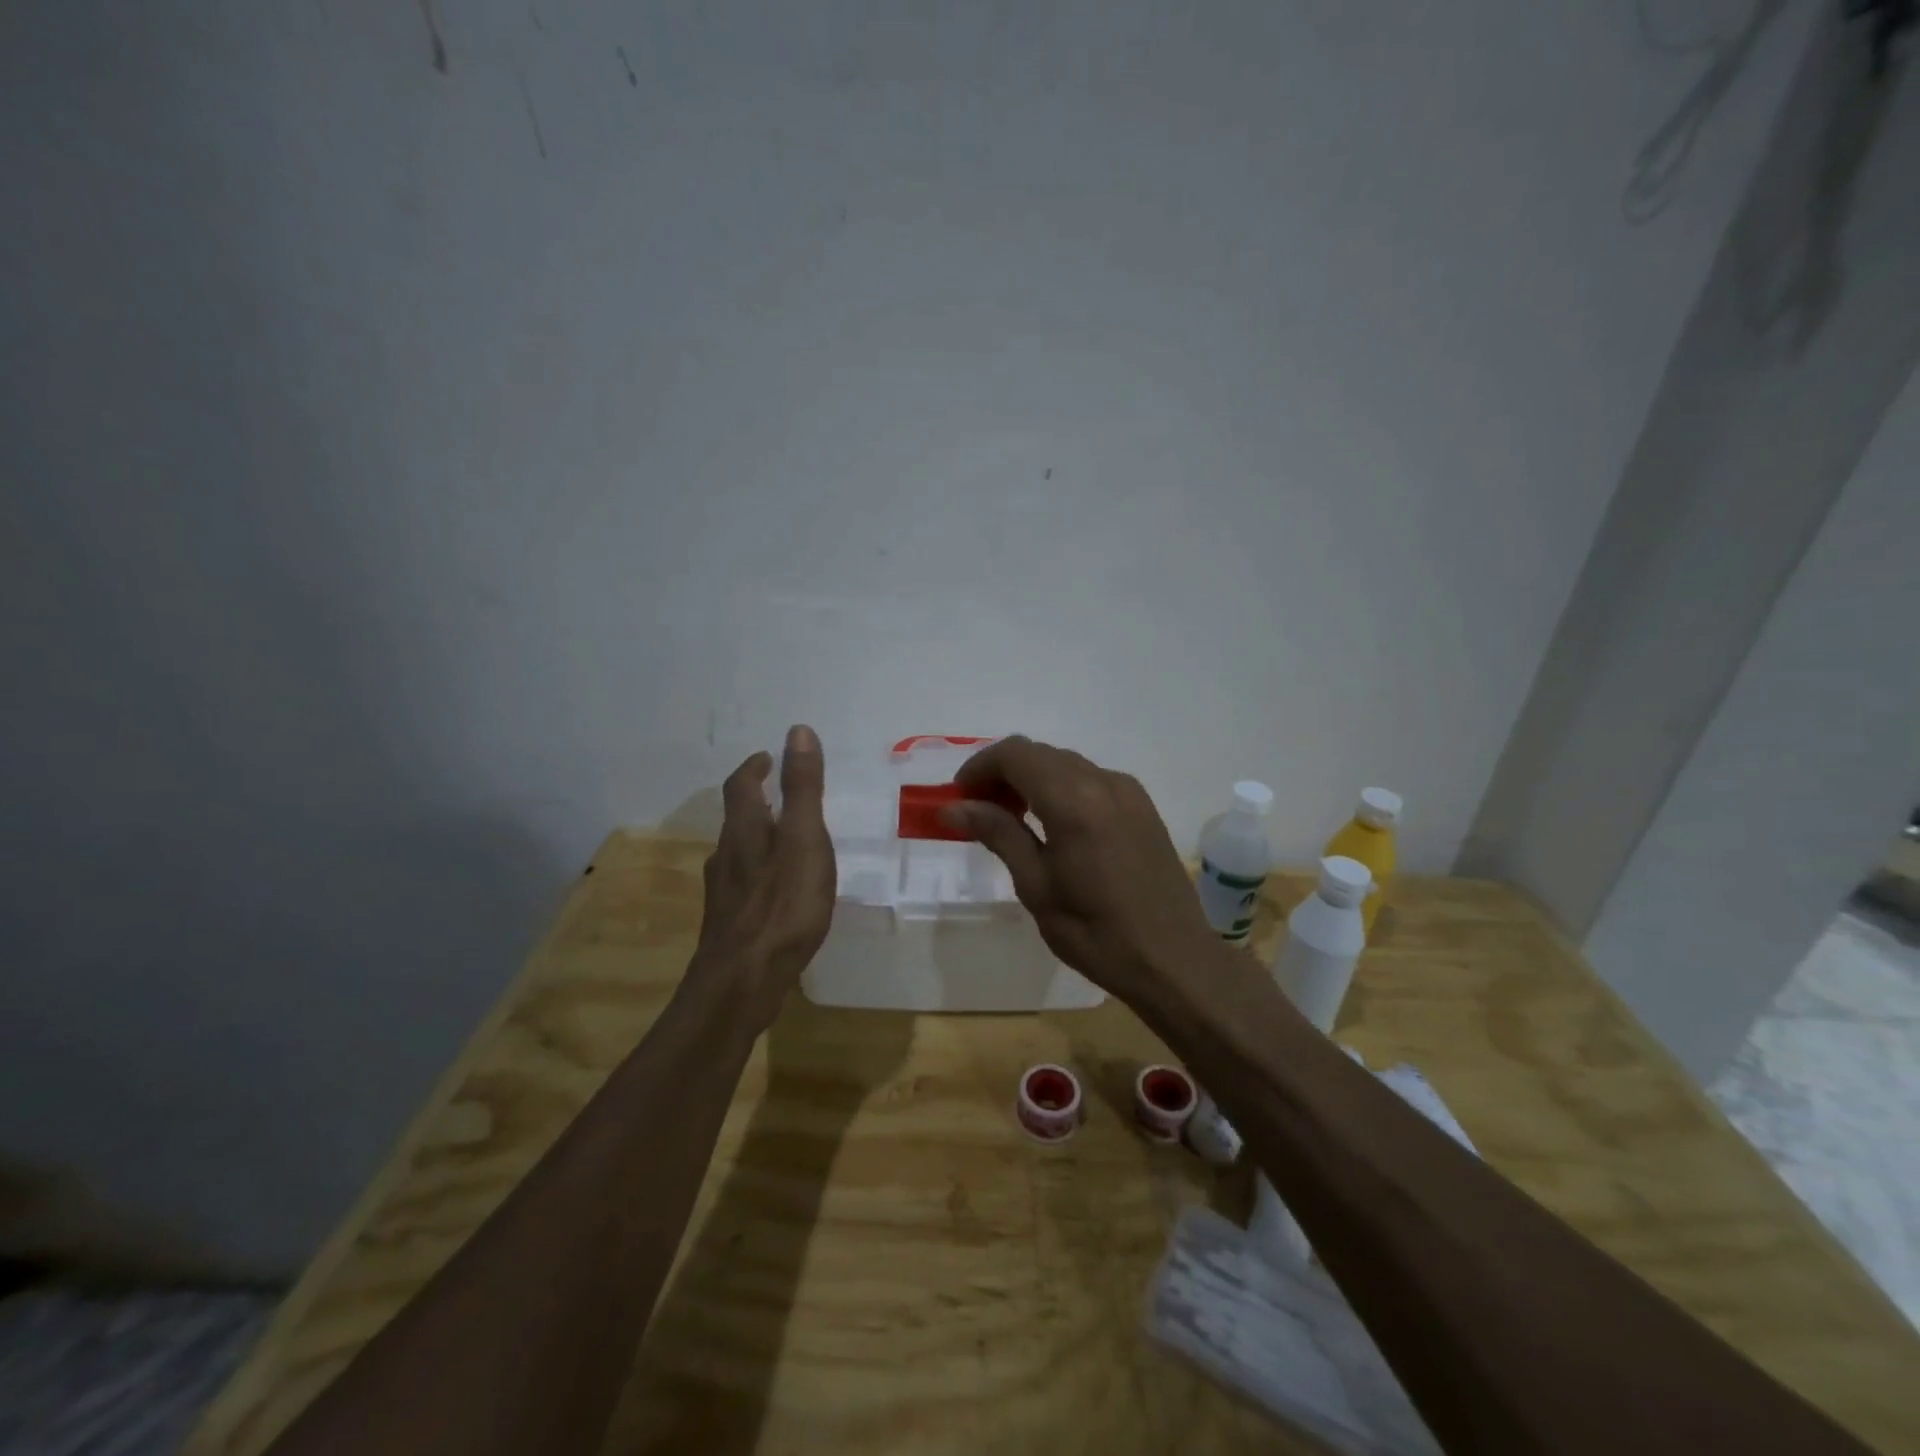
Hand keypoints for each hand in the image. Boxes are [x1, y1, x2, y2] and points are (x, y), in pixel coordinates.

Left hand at [690, 724, 836, 1031]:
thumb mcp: (804, 839)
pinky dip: (759, 873)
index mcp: (745, 831)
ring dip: (757, 838)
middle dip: (755, 801)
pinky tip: (776, 892)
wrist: (742, 982)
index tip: (768, 757)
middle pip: (737, 820)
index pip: (742, 786)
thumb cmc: (782, 906)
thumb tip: (797, 731)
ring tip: (783, 839)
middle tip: (779, 794)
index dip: (754, 768)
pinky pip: (744, 885)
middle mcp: (727, 857)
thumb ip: (803, 788)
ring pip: (738, 853)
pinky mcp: (730, 924)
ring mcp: (724, 894)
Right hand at [942, 736, 1222, 1010]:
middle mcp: (1103, 781)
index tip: (958, 797)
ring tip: (1011, 818)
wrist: (1173, 959)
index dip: (980, 766)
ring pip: (1066, 764)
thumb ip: (997, 833)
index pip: (1015, 754)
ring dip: (1032, 778)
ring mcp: (1128, 791)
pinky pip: (1091, 779)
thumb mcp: (1036, 885)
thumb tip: (953, 807)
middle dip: (1003, 772)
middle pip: (1040, 753)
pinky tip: (1053, 824)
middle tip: (978, 810)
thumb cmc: (1095, 931)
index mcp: (1073, 799)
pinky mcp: (1143, 806)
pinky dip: (1061, 787)